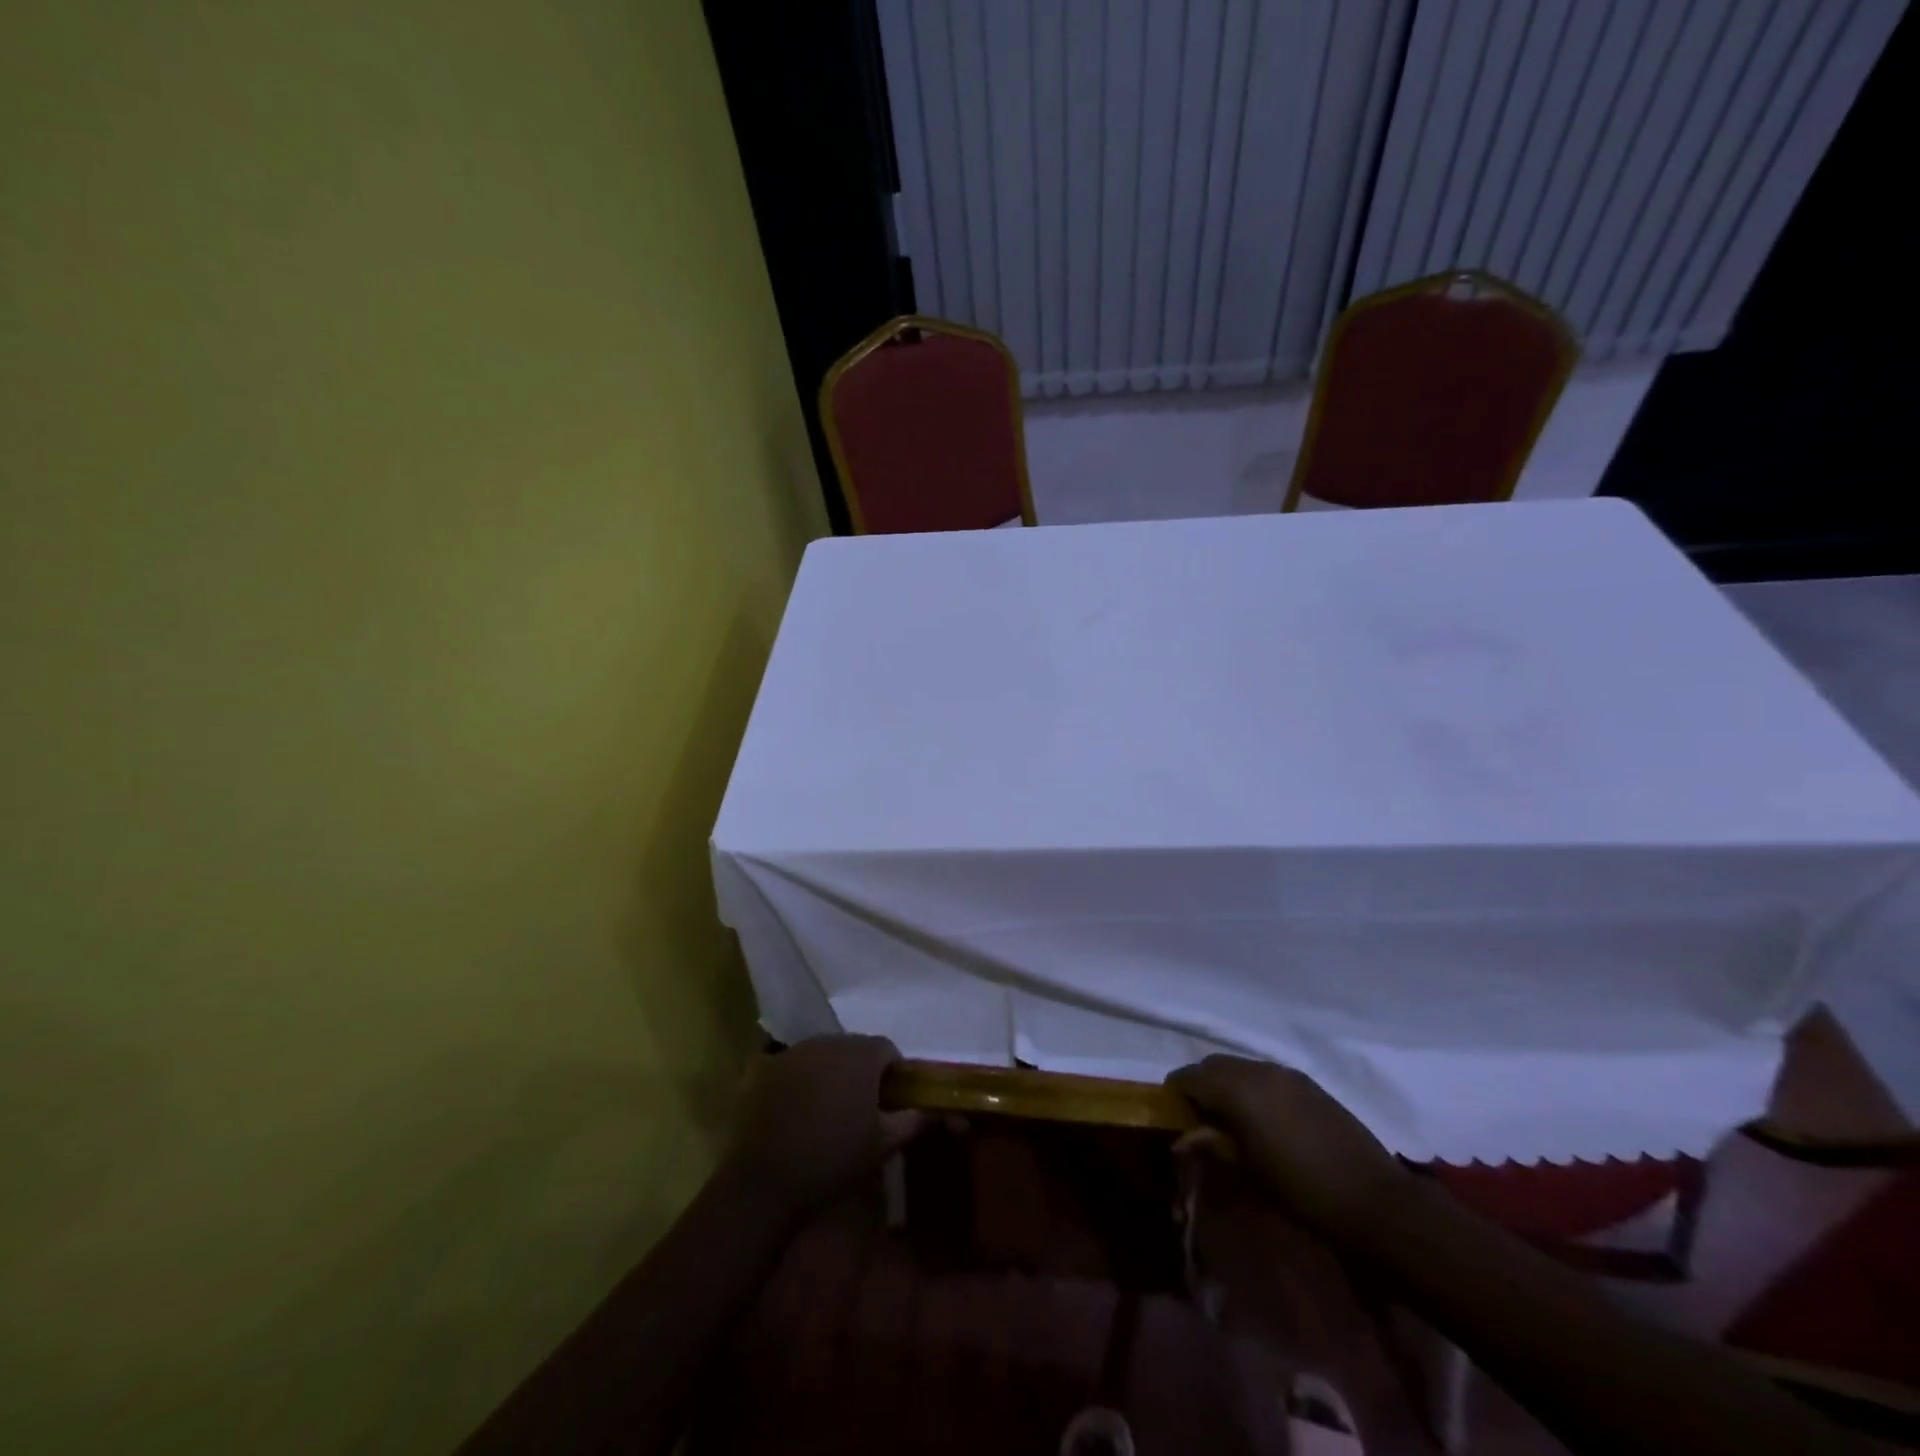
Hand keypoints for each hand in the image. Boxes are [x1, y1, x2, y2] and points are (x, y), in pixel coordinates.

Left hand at [723, 1034, 922, 1219]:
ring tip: (828, 1107)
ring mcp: (794, 1051)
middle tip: (861, 1106)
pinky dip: (800, 1078)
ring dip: (831, 1072)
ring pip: (824, 1053)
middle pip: (854, 1048)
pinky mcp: (767, 1067)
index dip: (893, 1072)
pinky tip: (796, 1107)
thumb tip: (931, 1110)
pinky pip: (794, 1064)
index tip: (891, 1099)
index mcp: (861, 1055)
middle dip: (861, 1070)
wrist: (767, 1180)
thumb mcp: (883, 1144)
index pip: (887, 1049)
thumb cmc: (834, 1159)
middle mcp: (828, 1041)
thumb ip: (912, 1120)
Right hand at [1168, 1055, 1408, 1236]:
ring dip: (1229, 1085)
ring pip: (1241, 1067)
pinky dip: (1254, 1087)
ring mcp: (1286, 1073)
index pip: (1189, 1076)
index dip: (1176, 1092)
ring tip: (1233, 1120)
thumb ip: (1211, 1144)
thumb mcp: (1247, 1170)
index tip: (1173, 1115)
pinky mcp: (1308, 1083)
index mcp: (1236, 1088)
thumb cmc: (1300, 1190)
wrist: (1373, 1200)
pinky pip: (1266, 1074)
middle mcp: (1257, 1069)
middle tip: (1201, 1119)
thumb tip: (1181, 1140)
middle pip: (1214, 1065)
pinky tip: (1264, 1119)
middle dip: (1201, 1085)